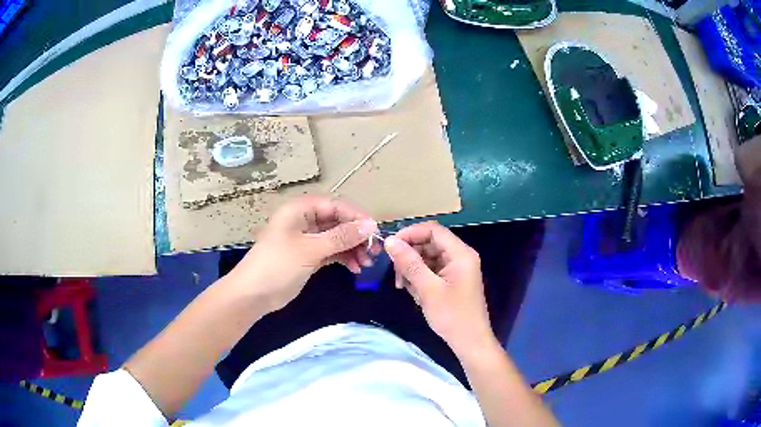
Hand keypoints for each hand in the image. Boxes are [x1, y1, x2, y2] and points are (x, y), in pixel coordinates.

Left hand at [228, 195, 379, 311]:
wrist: (253, 294)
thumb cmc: (278, 265)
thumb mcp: (311, 249)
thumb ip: (341, 237)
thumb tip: (370, 225)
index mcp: (300, 210)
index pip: (335, 206)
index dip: (357, 217)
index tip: (375, 232)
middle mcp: (304, 220)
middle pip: (338, 221)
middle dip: (356, 236)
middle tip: (374, 251)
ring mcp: (306, 239)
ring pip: (336, 238)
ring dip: (352, 249)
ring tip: (366, 264)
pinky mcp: (308, 255)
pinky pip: (331, 251)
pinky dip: (343, 258)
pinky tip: (355, 268)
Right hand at [384, 222, 494, 355]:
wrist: (470, 342)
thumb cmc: (452, 316)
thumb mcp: (428, 289)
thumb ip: (409, 263)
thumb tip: (390, 241)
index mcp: (460, 253)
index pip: (433, 230)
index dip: (410, 234)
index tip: (390, 247)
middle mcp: (459, 256)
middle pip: (429, 243)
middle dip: (410, 255)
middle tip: (396, 274)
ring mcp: (456, 269)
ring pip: (427, 258)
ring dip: (412, 269)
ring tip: (404, 288)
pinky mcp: (451, 280)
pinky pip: (431, 271)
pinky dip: (419, 279)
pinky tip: (414, 294)